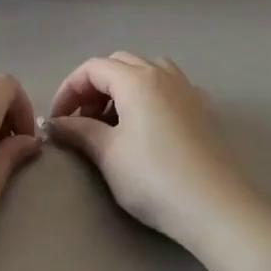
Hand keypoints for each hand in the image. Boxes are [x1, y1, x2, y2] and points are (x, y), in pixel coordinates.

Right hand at [45, 53, 255, 249]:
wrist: (215, 207)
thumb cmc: (154, 178)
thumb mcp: (108, 154)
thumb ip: (79, 131)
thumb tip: (55, 123)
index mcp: (136, 79)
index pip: (92, 68)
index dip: (69, 90)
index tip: (58, 120)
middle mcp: (162, 74)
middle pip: (119, 63)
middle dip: (94, 86)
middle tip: (82, 120)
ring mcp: (187, 89)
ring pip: (147, 70)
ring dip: (124, 87)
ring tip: (114, 120)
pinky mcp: (204, 109)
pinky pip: (170, 86)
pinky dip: (151, 95)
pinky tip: (149, 124)